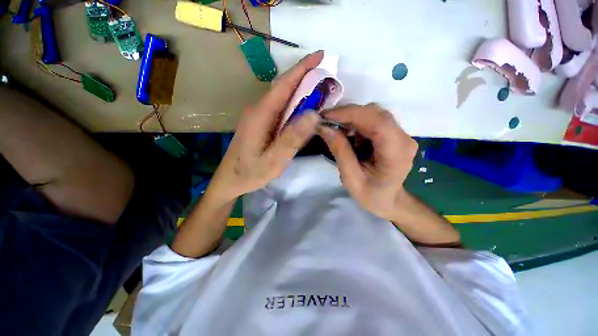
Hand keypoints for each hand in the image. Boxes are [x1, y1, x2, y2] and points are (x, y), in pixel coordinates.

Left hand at [207, 51, 323, 201]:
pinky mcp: (260, 123)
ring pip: (281, 97)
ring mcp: (258, 116)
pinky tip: (303, 109)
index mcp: (261, 114)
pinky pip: (279, 108)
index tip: (321, 55)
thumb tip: (314, 115)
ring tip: (320, 89)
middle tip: (326, 74)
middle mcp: (258, 109)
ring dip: (300, 90)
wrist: (230, 180)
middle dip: (304, 76)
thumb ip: (292, 139)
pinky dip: (294, 104)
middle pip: (283, 88)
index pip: (284, 85)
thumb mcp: (273, 161)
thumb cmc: (250, 173)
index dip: (302, 68)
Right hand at [318, 104, 417, 220]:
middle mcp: (404, 138)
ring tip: (334, 128)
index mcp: (397, 153)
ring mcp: (401, 134)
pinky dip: (356, 122)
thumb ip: (340, 152)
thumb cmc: (371, 196)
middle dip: (347, 114)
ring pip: (373, 113)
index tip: (325, 115)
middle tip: (325, 121)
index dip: (350, 113)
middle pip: (375, 113)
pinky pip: (373, 120)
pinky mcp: (394, 133)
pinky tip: (346, 134)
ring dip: (350, 118)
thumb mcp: (351, 179)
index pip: (377, 122)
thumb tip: (324, 128)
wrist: (390, 201)